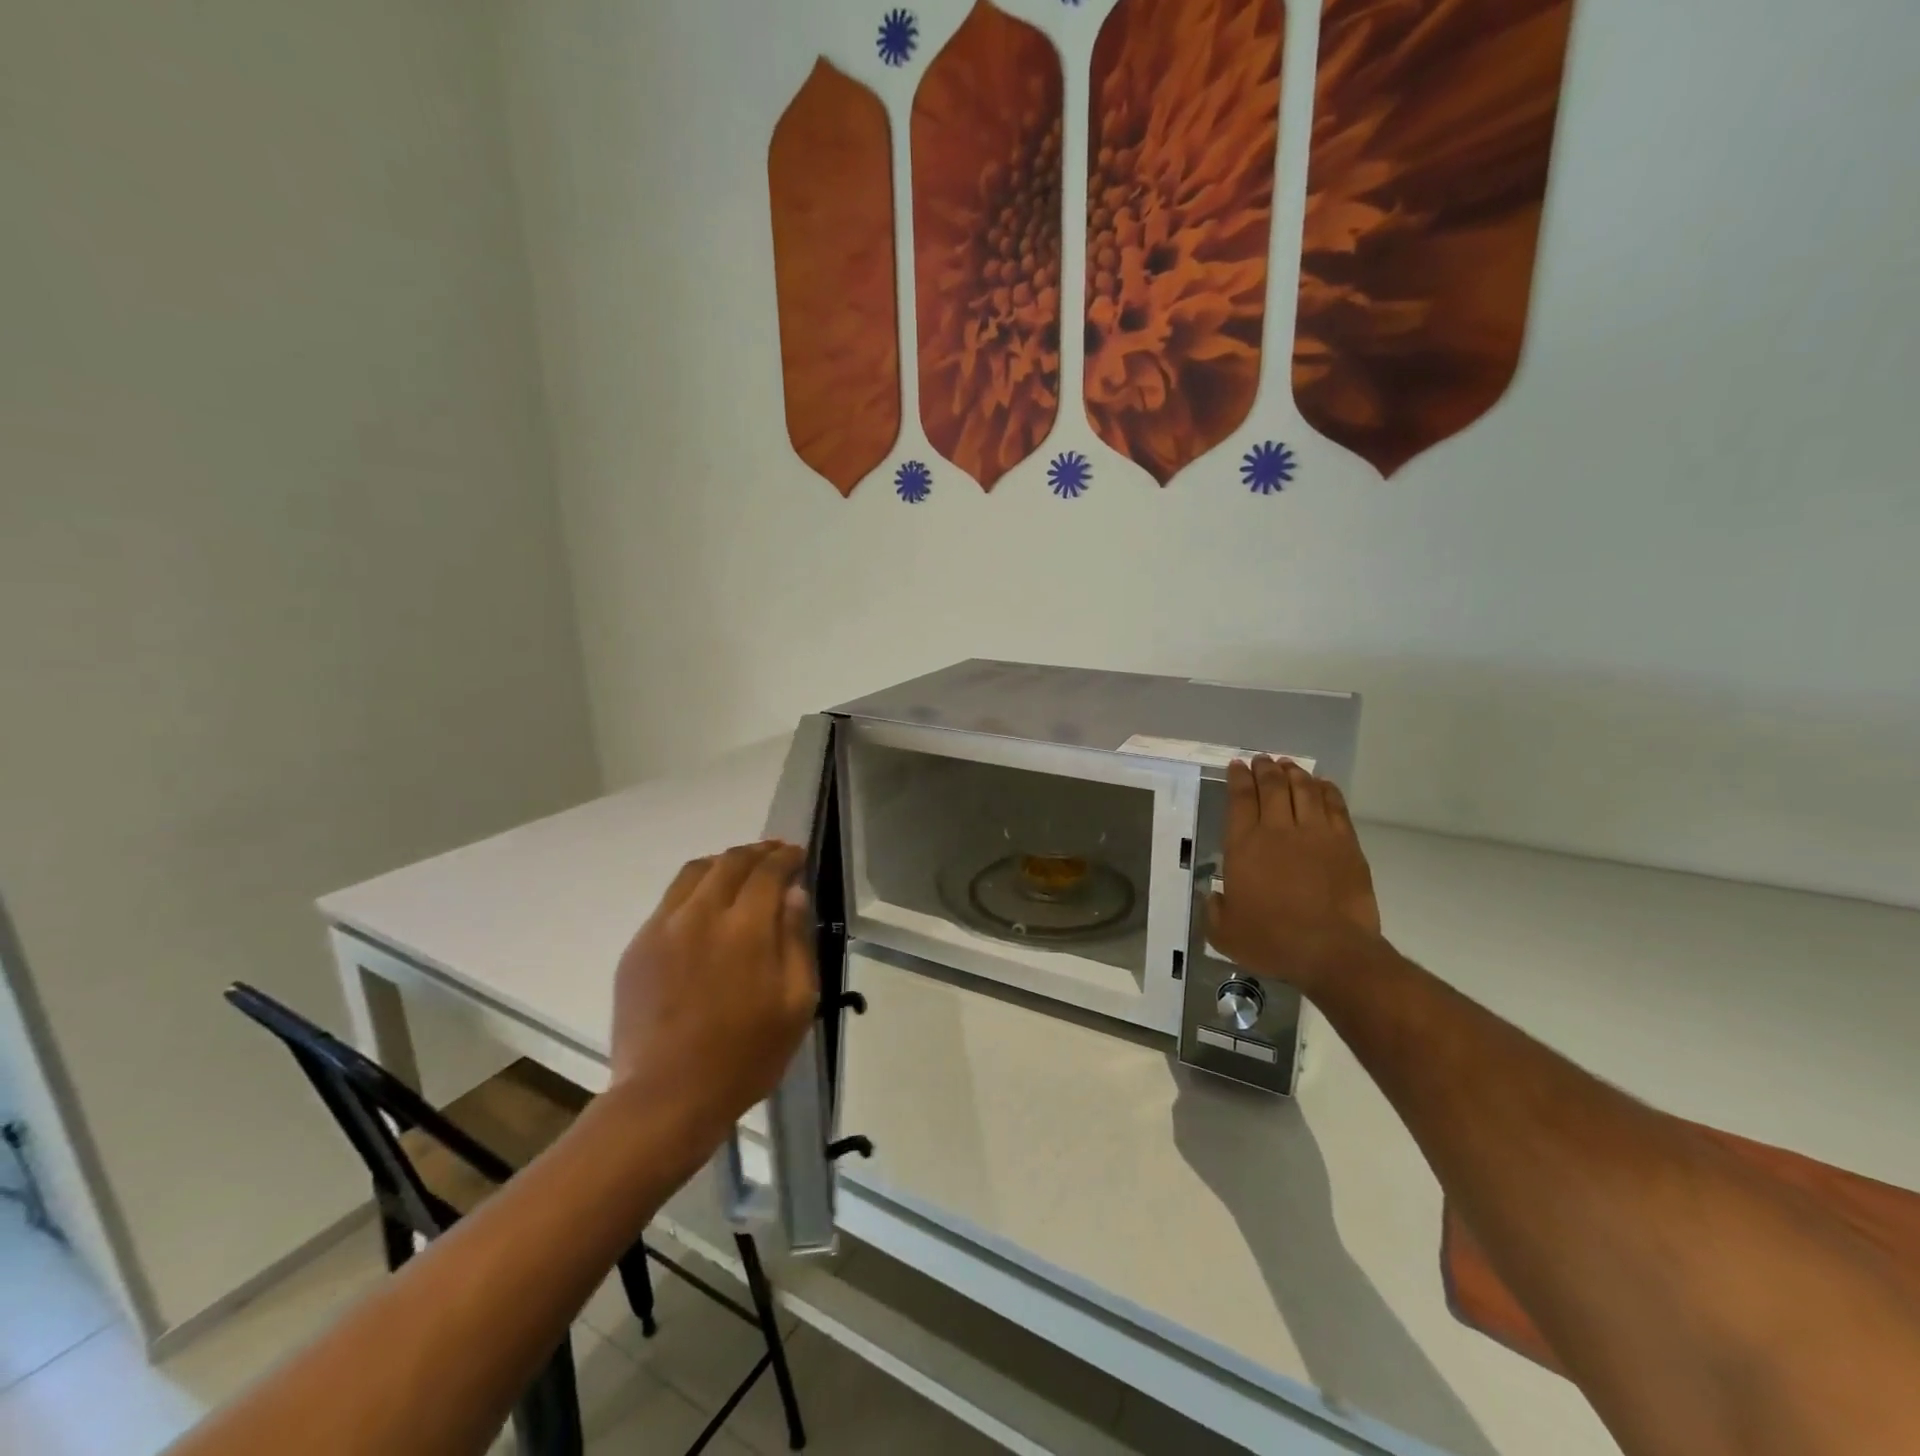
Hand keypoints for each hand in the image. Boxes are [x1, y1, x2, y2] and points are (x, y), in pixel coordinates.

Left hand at [609, 842, 817, 1157]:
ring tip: (740, 873)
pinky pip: (670, 901)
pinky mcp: (637, 948)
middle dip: (757, 852)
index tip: (797, 855)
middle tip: (775, 855)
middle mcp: (701, 915)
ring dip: (723, 863)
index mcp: (745, 928)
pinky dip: (695, 890)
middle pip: (730, 861)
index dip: (786, 856)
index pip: (768, 870)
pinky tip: (706, 910)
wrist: (666, 1098)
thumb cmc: (745, 1055)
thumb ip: (796, 941)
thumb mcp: (796, 1003)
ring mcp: (662, 928)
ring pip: (694, 872)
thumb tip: (792, 894)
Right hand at [1206, 757, 1381, 991]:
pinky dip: (1326, 790)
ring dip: (1294, 773)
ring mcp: (1315, 834)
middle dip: (1265, 769)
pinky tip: (1321, 784)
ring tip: (1288, 765)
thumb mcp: (1225, 933)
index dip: (1238, 779)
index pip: (1240, 799)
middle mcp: (1277, 830)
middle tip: (1261, 760)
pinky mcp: (1345, 844)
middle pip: (1272, 787)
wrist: (1331, 951)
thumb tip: (1215, 897)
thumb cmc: (1272, 942)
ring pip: (1304, 790)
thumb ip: (1214, 911)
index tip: (1237, 766)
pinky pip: (1335, 806)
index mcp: (1244, 846)